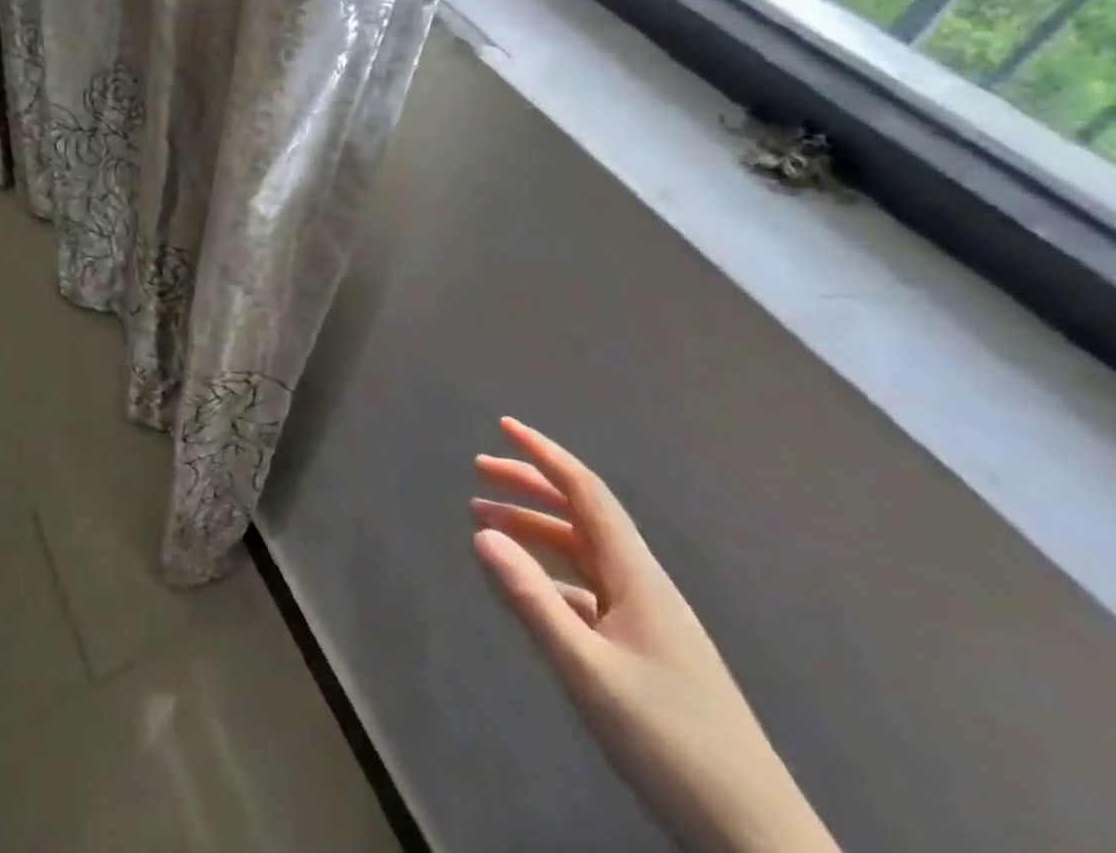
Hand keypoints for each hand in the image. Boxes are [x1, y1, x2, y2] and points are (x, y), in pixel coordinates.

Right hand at [471, 418, 838, 852]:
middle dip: (530, 486)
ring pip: (582, 554)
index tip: (504, 426)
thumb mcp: (589, 671)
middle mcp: (643, 585)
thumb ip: (533, 600)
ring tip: (485, 522)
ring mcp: (647, 620)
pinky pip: (588, 591)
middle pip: (581, 515)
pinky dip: (550, 575)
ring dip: (535, 531)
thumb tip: (482, 534)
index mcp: (638, 576)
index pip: (586, 492)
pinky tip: (526, 588)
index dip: (544, 455)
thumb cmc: (671, 743)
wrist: (758, 838)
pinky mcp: (646, 652)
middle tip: (479, 471)